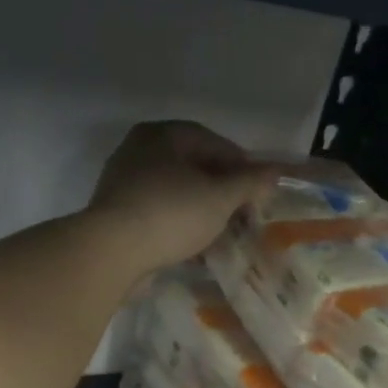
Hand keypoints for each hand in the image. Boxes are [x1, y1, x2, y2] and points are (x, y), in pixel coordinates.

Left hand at [87, 121, 273, 274]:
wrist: (112, 252)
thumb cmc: (170, 213)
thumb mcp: (219, 197)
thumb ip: (248, 183)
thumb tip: (275, 171)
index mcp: (161, 135)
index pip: (211, 141)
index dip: (240, 164)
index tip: (259, 188)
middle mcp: (138, 151)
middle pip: (191, 165)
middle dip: (220, 188)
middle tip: (243, 211)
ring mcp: (123, 183)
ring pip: (174, 191)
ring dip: (199, 208)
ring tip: (223, 230)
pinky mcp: (116, 215)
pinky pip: (157, 213)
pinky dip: (178, 224)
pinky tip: (195, 243)